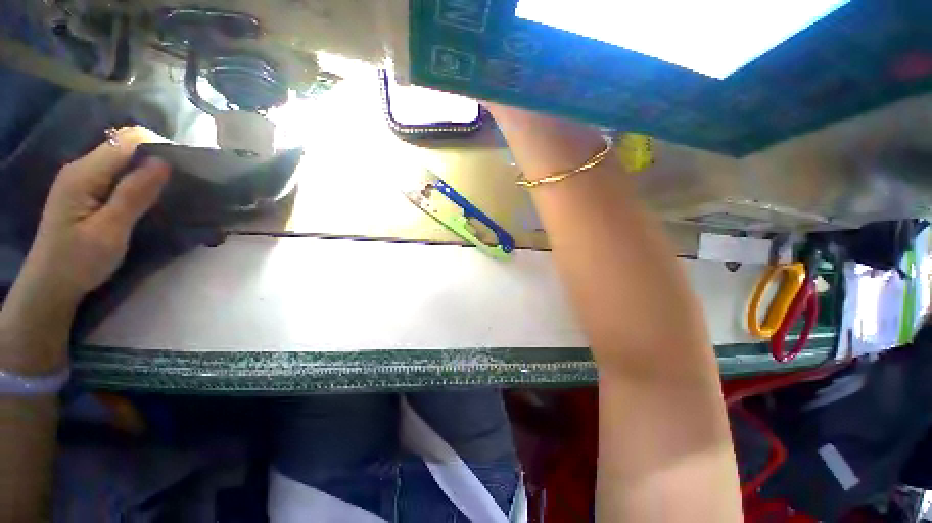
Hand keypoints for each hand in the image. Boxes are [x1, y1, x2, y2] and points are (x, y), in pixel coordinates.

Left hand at [19, 126, 170, 305]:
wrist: (50, 286)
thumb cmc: (78, 261)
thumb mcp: (110, 230)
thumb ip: (133, 194)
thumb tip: (163, 162)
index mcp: (84, 173)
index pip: (127, 140)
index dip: (158, 146)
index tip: (184, 167)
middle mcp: (81, 168)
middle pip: (125, 146)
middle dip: (156, 156)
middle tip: (182, 180)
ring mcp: (82, 179)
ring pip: (122, 159)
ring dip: (148, 169)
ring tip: (170, 187)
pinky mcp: (86, 191)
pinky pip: (117, 173)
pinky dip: (137, 179)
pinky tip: (148, 194)